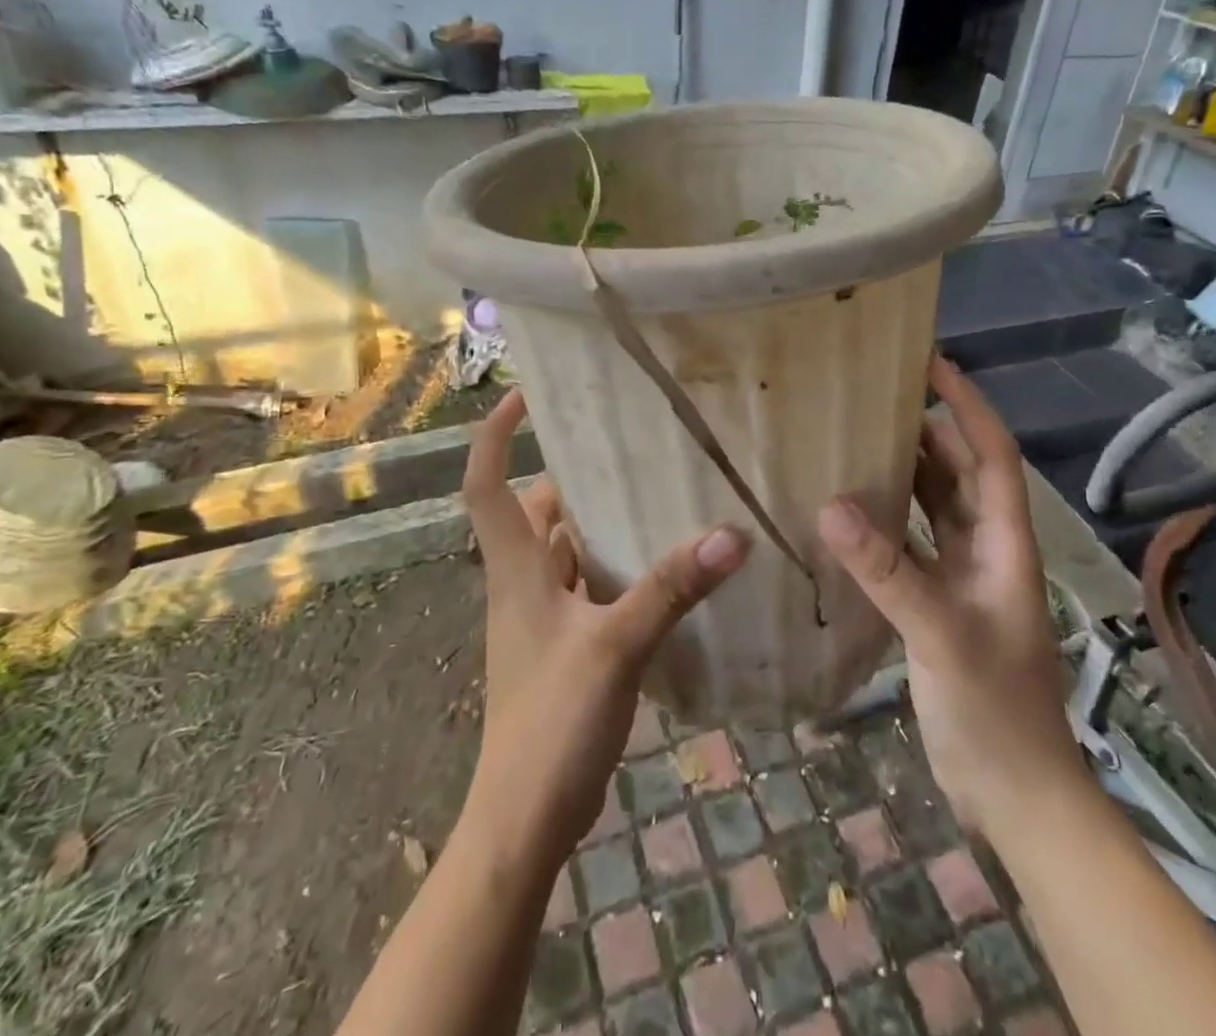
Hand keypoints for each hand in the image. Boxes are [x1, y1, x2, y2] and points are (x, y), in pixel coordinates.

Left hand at [460, 389, 749, 858]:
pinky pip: (589, 586)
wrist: (524, 819)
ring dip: (598, 521)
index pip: (487, 484)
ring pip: (567, 549)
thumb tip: (729, 536)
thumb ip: (669, 590)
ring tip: (654, 491)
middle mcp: (524, 583)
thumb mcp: (614, 647)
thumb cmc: (551, 723)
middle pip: (537, 510)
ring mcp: (544, 617)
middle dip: (571, 474)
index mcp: (517, 570)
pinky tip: (661, 567)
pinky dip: (616, 567)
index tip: (525, 395)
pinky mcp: (566, 646)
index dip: (495, 435)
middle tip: (624, 443)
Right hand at [817, 355, 1082, 835]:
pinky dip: (884, 523)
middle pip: (957, 474)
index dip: (968, 407)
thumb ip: (887, 571)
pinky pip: (909, 546)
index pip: (991, 456)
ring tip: (854, 440)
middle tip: (874, 398)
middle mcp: (985, 550)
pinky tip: (847, 515)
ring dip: (902, 474)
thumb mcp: (941, 634)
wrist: (1014, 793)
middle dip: (926, 431)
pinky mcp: (937, 605)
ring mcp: (961, 578)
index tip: (933, 365)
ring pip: (932, 508)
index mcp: (1003, 543)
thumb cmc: (995, 709)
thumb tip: (831, 505)